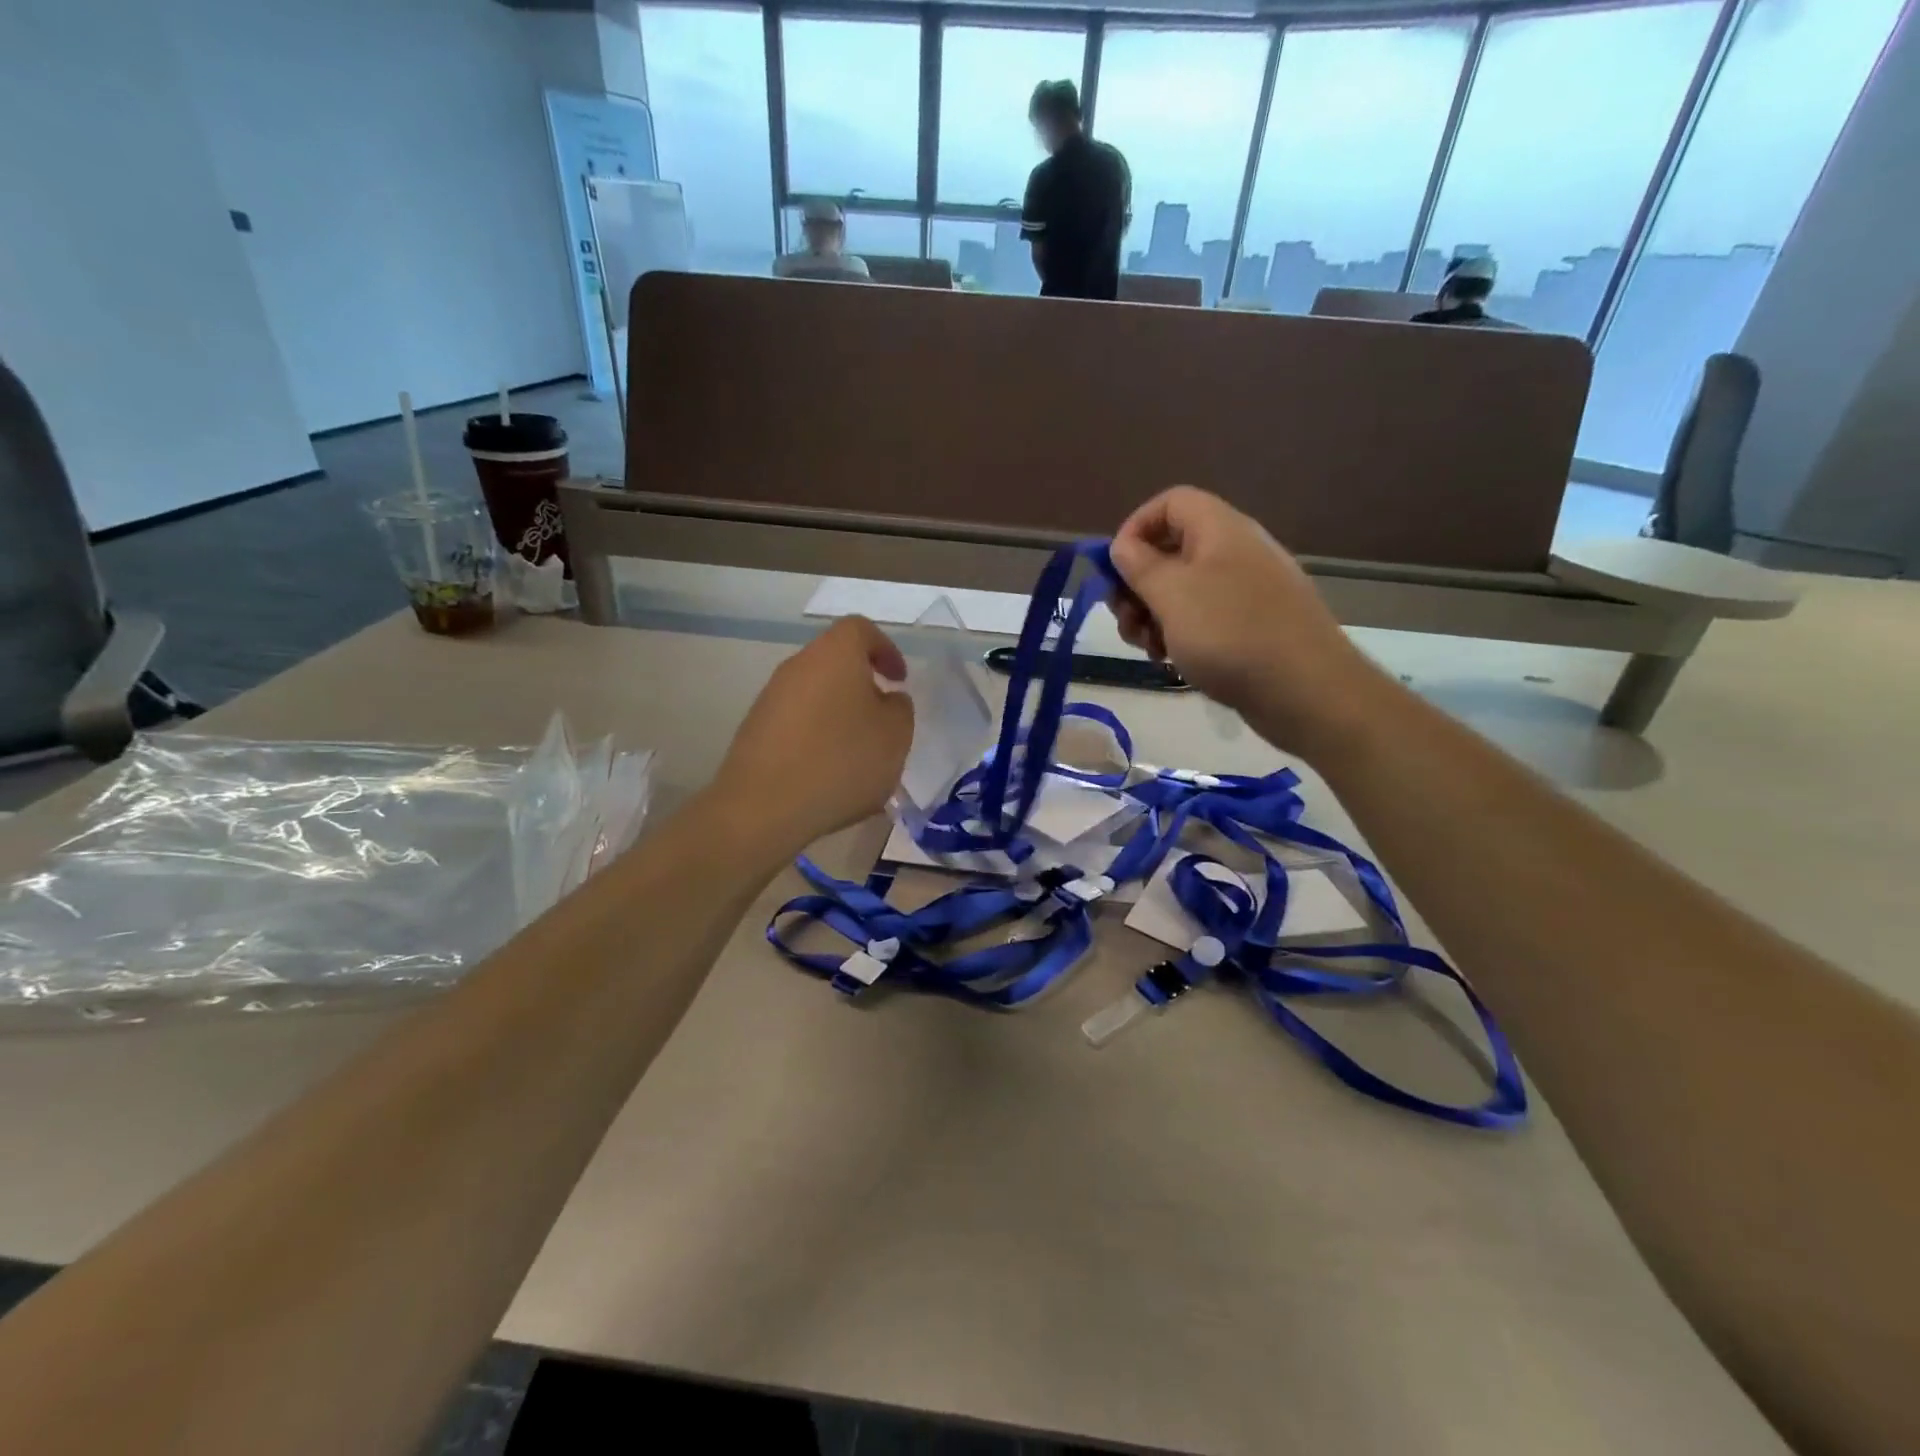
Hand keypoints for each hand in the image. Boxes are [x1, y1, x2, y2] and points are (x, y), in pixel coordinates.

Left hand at [716, 616, 913, 855]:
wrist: (764, 807)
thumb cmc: (841, 762)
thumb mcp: (895, 736)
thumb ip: (899, 709)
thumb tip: (886, 699)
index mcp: (834, 654)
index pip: (861, 629)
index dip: (885, 649)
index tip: (899, 680)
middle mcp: (798, 665)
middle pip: (835, 662)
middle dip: (862, 686)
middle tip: (882, 720)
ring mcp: (770, 697)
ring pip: (815, 694)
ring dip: (839, 715)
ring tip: (857, 754)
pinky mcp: (754, 730)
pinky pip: (796, 723)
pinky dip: (816, 737)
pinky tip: (827, 774)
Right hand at [1108, 486, 1383, 756]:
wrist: (1306, 690)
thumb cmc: (1231, 634)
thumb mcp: (1172, 595)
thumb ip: (1140, 565)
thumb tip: (1122, 546)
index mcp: (1219, 529)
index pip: (1169, 503)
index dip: (1135, 527)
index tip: (1114, 568)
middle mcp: (1235, 551)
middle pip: (1171, 549)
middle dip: (1137, 584)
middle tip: (1126, 621)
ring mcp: (1246, 590)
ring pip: (1183, 589)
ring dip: (1153, 615)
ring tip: (1148, 648)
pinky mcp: (1251, 625)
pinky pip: (1204, 617)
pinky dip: (1179, 633)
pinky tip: (1170, 660)